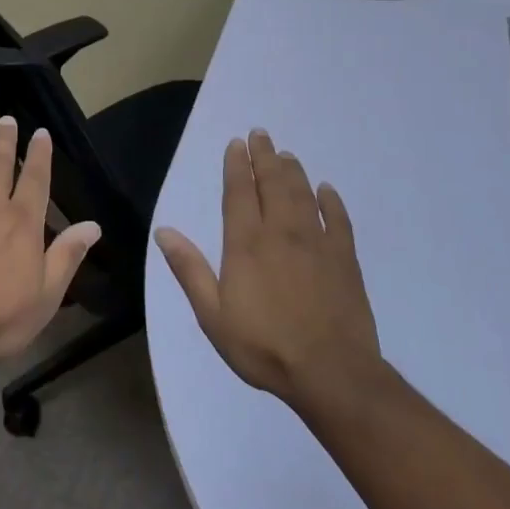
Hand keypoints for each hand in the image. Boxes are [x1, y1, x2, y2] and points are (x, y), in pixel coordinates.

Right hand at [156, 129, 382, 408]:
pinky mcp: (345, 259)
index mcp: (247, 243)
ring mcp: (317, 243)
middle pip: (272, 184)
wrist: (331, 373)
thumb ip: (190, 270)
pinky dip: (331, 200)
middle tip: (261, 134)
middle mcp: (281, 232)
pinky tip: (326, 189)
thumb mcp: (212, 315)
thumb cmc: (264, 346)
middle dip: (265, 157)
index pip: (239, 193)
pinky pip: (339, 219)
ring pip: (303, 194)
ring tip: (286, 154)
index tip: (236, 144)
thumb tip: (164, 231)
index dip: (236, 165)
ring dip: (293, 171)